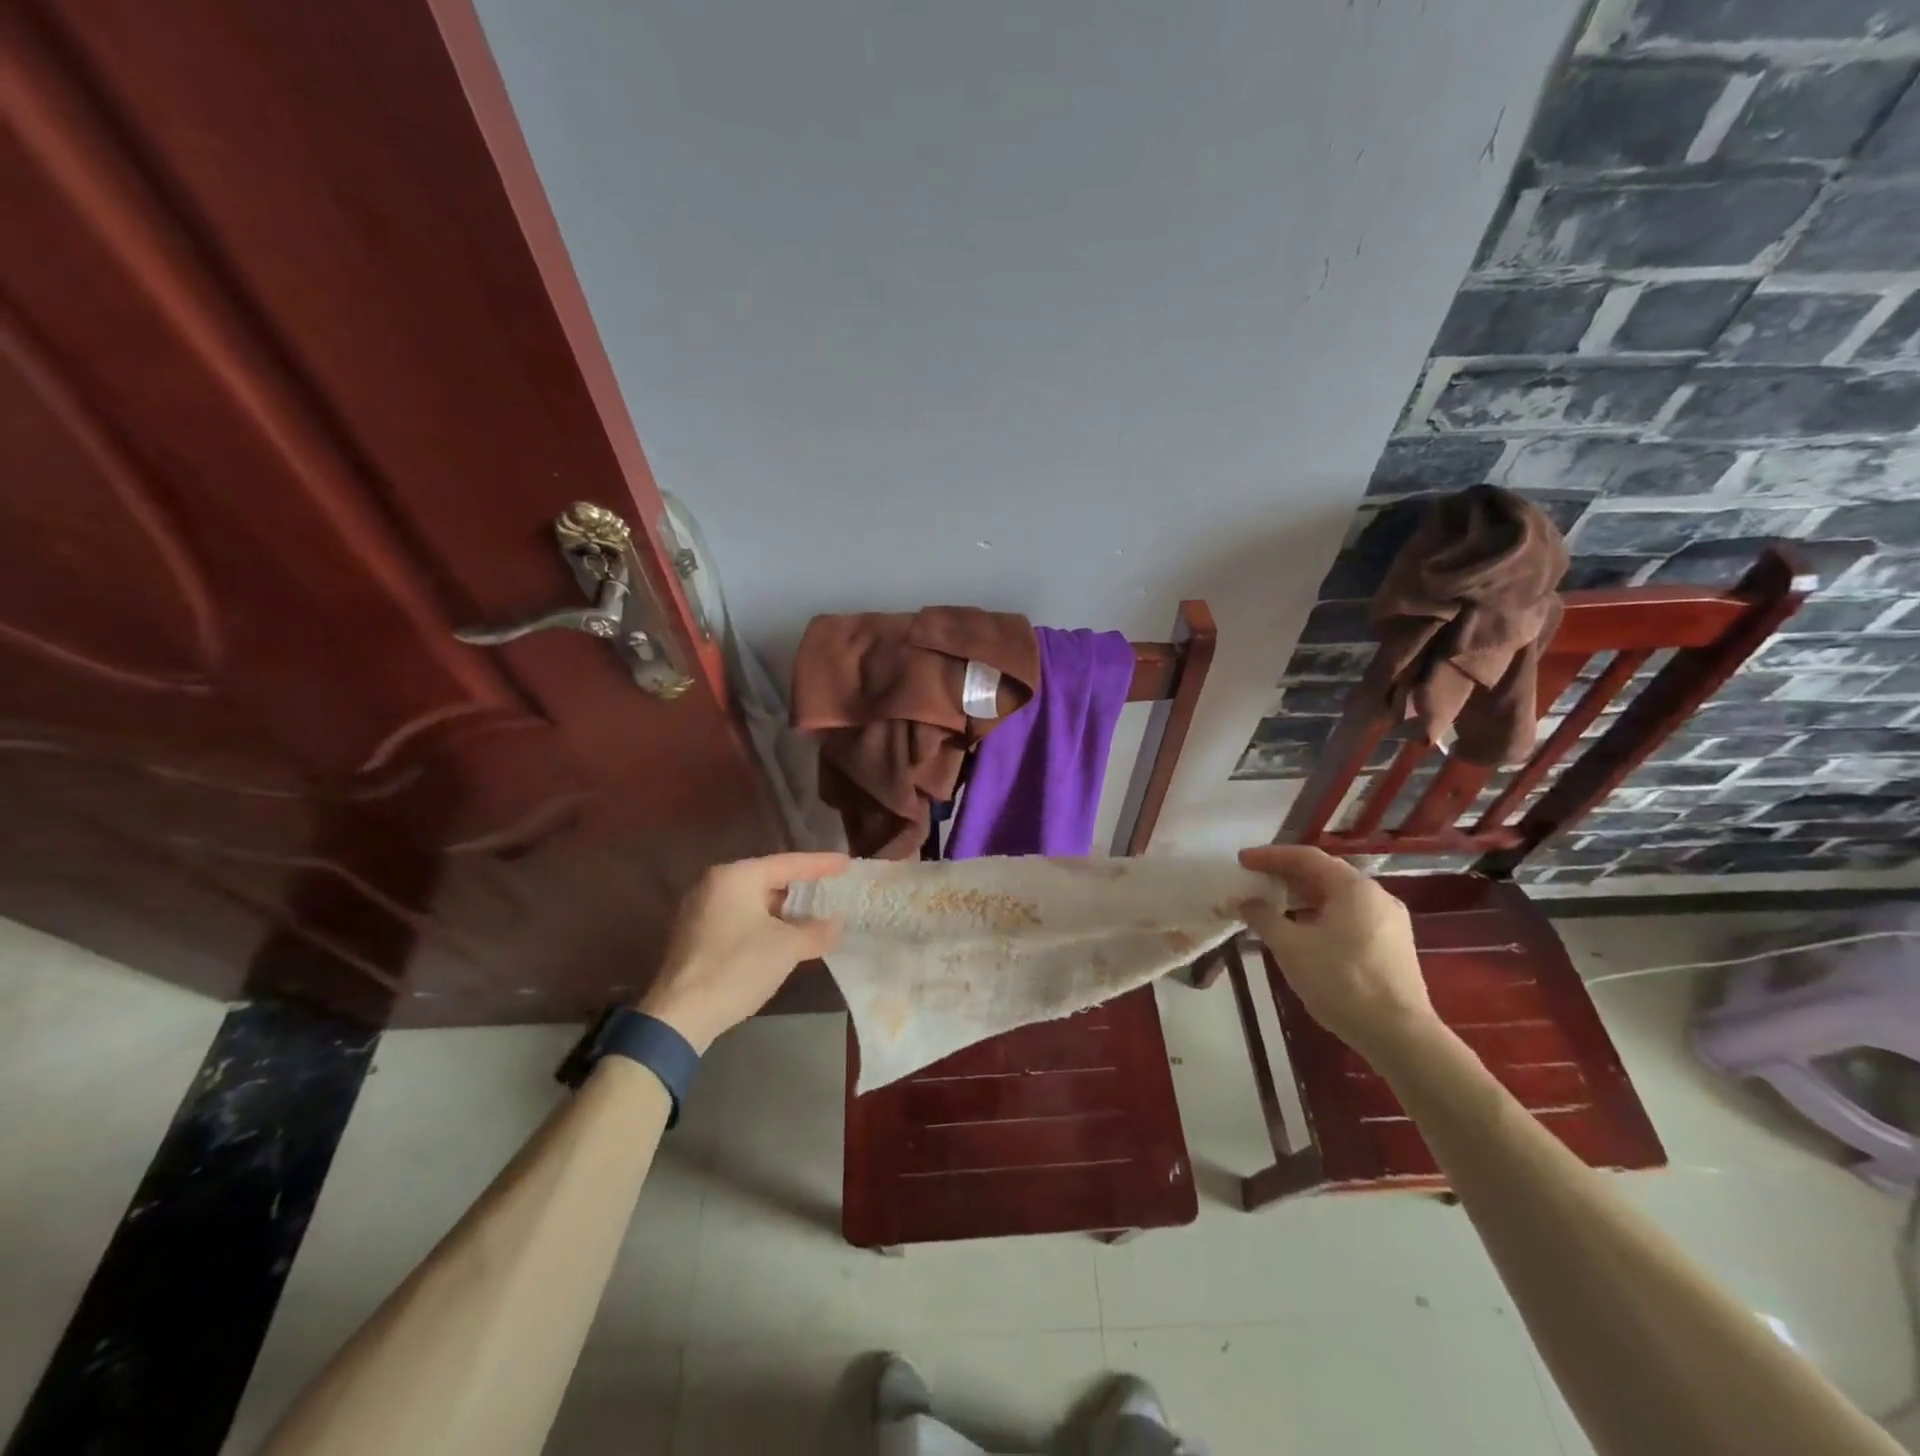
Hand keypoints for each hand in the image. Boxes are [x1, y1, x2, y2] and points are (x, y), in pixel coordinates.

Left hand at [638, 851, 847, 1052]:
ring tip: (813, 913)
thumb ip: (816, 931)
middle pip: (768, 878)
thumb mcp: (787, 948)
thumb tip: (836, 924)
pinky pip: (739, 916)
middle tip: (831, 887)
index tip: (846, 863)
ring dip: (783, 909)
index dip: (821, 864)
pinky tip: (784, 935)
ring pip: (753, 900)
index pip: (788, 863)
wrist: (680, 1015)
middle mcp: (714, 883)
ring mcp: (700, 908)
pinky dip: (764, 922)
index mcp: (736, 876)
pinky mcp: (695, 933)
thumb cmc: (737, 968)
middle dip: (801, 886)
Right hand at [1236, 845, 1437, 1065]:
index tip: (1242, 861)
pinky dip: (1321, 915)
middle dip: (1286, 876)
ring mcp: (1389, 921)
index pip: (1306, 857)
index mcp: (1353, 887)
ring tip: (1273, 907)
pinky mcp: (1393, 945)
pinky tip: (1303, 933)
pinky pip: (1350, 916)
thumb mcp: (1291, 947)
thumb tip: (1243, 901)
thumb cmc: (1341, 982)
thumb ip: (1263, 917)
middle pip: (1324, 874)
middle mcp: (1376, 895)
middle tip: (1255, 881)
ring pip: (1338, 897)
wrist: (1399, 1035)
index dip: (1270, 856)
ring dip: (1302, 898)